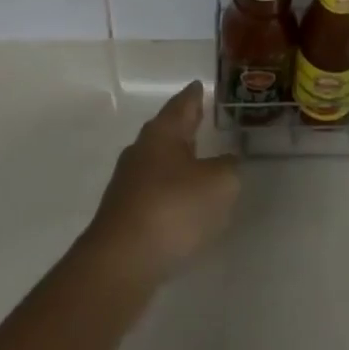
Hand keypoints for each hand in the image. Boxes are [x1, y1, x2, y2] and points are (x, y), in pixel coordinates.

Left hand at [81, 81, 239, 289]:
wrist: (120, 264)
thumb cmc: (173, 209)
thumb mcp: (219, 185)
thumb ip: (228, 168)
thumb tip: (227, 162)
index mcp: (163, 132)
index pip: (182, 103)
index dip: (194, 95)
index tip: (199, 85)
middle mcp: (142, 150)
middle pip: (167, 130)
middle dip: (184, 126)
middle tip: (200, 119)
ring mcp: (128, 183)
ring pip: (157, 162)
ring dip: (175, 161)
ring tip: (195, 163)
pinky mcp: (122, 215)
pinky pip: (151, 192)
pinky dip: (168, 192)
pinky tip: (180, 206)